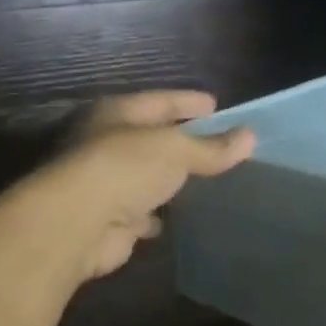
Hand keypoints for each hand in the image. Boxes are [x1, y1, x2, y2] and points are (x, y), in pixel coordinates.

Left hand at [39, 90, 253, 285]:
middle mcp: (105, 143)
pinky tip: (180, 216)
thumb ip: (212, 146)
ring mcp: (104, 183)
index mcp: (116, 114)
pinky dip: (158, 213)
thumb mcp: (176, 150)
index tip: (217, 104)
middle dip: (181, 141)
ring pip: (146, 176)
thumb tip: (250, 137)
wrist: (76, 225)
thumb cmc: (124, 169)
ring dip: (169, 179)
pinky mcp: (108, 219)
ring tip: (206, 180)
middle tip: (218, 143)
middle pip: (152, 138)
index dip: (189, 101)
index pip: (160, 100)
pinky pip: (142, 211)